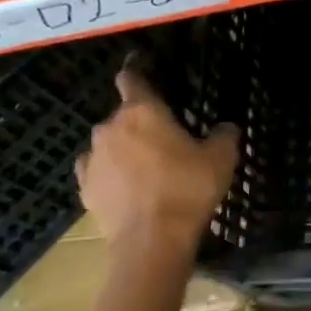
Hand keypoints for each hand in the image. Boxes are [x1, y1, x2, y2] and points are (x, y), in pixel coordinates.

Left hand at [76, 65, 238, 256]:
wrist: (152, 241)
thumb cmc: (188, 188)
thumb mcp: (222, 157)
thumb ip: (224, 134)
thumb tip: (224, 127)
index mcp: (142, 111)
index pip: (131, 79)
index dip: (137, 72)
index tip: (142, 70)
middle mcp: (110, 128)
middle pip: (123, 115)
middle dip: (141, 122)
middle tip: (166, 139)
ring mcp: (93, 159)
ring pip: (109, 144)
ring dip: (125, 149)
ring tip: (148, 168)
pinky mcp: (85, 188)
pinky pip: (98, 170)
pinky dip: (111, 173)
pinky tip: (128, 187)